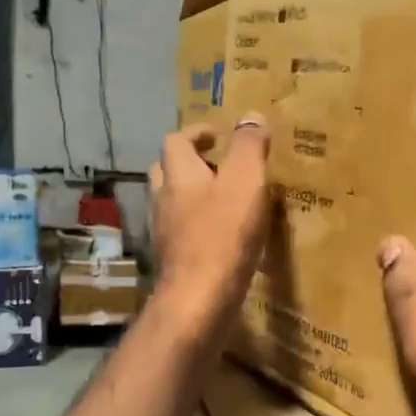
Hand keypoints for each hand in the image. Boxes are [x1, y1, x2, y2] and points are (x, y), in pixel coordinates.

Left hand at [148, 114, 272, 338]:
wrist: (200, 298)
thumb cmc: (223, 234)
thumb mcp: (245, 181)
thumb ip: (248, 146)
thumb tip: (251, 116)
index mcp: (178, 174)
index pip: (177, 140)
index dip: (197, 133)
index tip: (220, 136)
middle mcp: (163, 199)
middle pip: (167, 171)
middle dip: (190, 164)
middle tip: (220, 167)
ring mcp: (164, 232)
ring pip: (173, 204)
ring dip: (193, 197)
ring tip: (225, 201)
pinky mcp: (174, 260)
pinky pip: (182, 233)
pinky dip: (198, 226)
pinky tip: (222, 237)